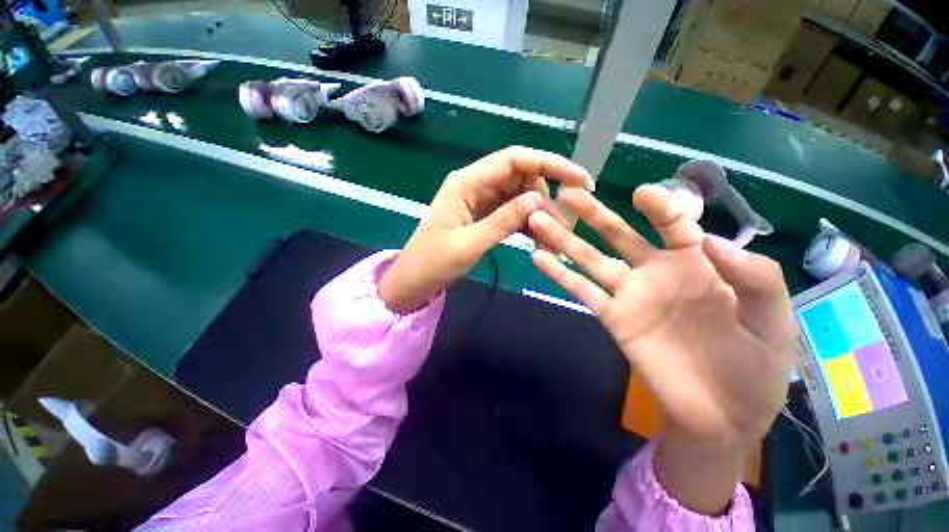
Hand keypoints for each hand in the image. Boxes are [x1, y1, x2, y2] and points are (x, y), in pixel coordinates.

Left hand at [379, 147, 591, 312]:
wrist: (414, 280)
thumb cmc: (433, 262)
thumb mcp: (469, 244)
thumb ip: (503, 220)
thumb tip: (539, 200)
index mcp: (466, 182)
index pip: (513, 160)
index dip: (549, 164)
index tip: (580, 180)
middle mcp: (475, 184)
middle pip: (521, 178)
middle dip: (545, 198)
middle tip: (562, 227)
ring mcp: (480, 201)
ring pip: (519, 197)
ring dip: (539, 215)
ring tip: (553, 240)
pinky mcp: (483, 216)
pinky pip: (512, 213)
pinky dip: (527, 224)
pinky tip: (539, 240)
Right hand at [528, 185, 795, 513]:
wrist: (724, 414)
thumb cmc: (756, 367)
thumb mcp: (774, 321)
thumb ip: (754, 277)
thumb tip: (711, 241)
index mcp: (696, 263)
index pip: (672, 225)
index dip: (658, 207)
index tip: (641, 194)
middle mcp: (654, 272)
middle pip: (617, 234)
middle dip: (592, 213)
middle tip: (567, 192)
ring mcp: (628, 295)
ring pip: (590, 259)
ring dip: (564, 239)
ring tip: (539, 219)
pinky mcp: (612, 318)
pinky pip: (582, 292)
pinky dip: (560, 275)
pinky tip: (538, 258)